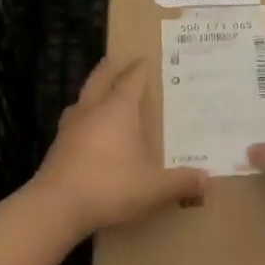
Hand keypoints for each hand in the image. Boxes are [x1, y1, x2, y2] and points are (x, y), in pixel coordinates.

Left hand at [31, 57, 206, 236]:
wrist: (57, 206)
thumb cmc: (110, 186)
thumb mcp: (153, 187)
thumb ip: (181, 181)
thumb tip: (207, 177)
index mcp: (118, 110)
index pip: (131, 80)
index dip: (139, 68)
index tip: (145, 58)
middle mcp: (92, 110)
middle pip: (100, 80)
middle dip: (109, 68)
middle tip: (116, 59)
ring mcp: (70, 127)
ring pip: (82, 99)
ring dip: (92, 92)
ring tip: (100, 93)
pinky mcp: (57, 146)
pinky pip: (73, 122)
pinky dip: (83, 117)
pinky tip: (87, 130)